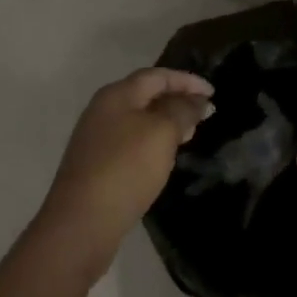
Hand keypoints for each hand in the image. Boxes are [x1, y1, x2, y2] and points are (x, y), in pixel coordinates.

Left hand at [33, 67, 213, 265]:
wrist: (83, 220)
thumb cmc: (126, 168)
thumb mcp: (162, 133)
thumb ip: (182, 110)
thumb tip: (198, 100)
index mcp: (116, 95)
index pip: (156, 76)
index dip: (186, 81)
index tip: (213, 93)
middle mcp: (103, 110)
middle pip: (145, 95)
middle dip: (177, 101)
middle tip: (204, 115)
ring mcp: (97, 138)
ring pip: (139, 120)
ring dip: (166, 122)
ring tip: (190, 135)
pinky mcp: (97, 163)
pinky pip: (131, 142)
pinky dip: (153, 141)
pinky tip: (164, 157)